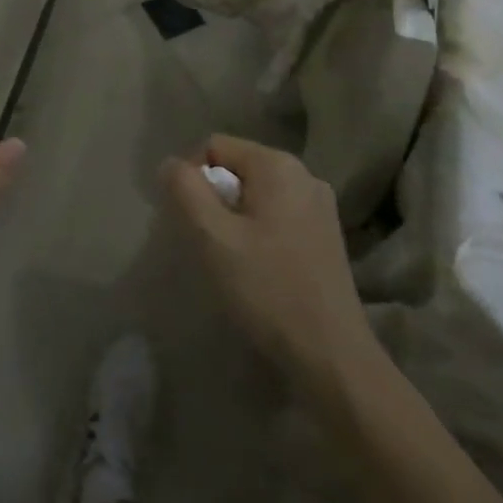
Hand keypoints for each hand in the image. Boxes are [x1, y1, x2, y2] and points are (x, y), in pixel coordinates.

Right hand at [164, 135, 376, 377]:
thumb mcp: (212, 236)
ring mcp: (320, 206)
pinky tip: (256, 268)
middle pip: (237, 168)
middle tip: (207, 241)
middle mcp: (305, 175)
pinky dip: (257, 231)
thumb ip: (184, 189)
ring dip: (233, 217)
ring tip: (230, 258)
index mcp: (278, 165)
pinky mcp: (326, 236)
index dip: (192, 176)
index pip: (214, 146)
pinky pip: (276, 215)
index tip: (189, 219)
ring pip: (256, 194)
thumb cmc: (267, 289)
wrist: (331, 357)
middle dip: (214, 198)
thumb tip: (171, 164)